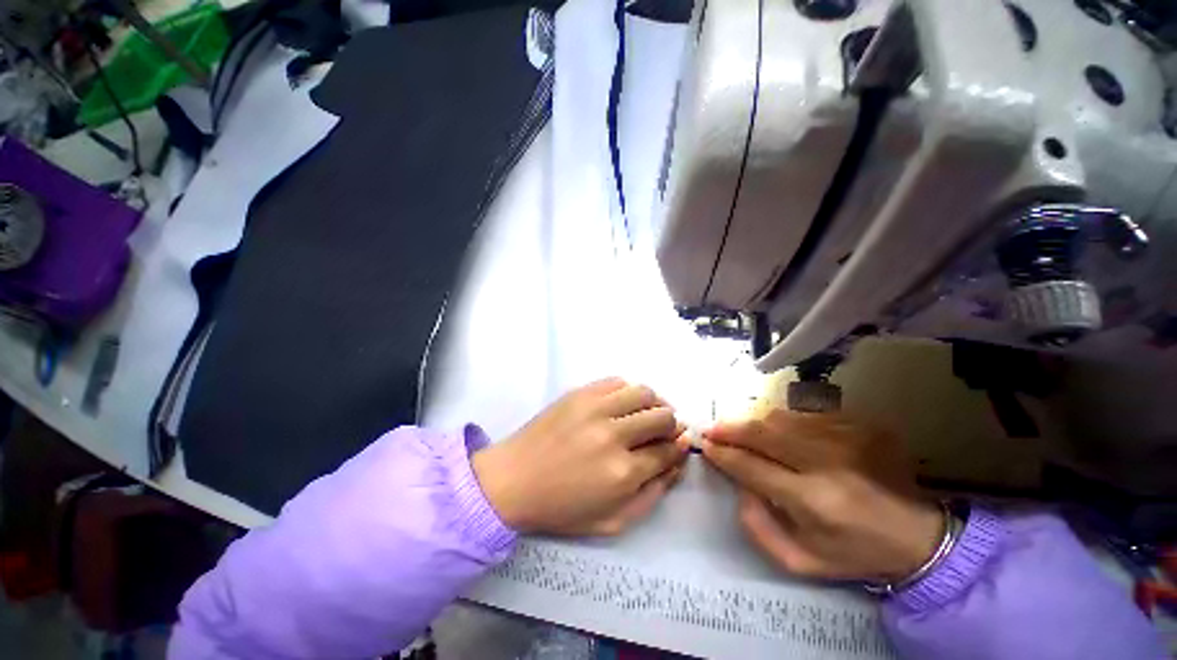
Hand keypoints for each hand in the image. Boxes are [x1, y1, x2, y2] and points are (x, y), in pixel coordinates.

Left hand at [472, 378, 689, 535]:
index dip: (679, 445)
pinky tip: (625, 402)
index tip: (680, 442)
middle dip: (671, 424)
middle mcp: (613, 435)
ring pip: (643, 392)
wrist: (513, 480)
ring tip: (648, 412)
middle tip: (664, 430)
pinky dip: (629, 390)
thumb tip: (676, 462)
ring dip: (654, 403)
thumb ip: (651, 494)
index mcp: (622, 472)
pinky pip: (617, 381)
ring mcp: (595, 408)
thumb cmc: (561, 507)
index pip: (668, 450)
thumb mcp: (612, 520)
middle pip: (661, 417)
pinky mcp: (580, 393)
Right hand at [701, 410, 942, 581]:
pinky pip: (804, 415)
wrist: (919, 536)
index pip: (751, 465)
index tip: (704, 445)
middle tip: (712, 429)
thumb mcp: (800, 561)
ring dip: (754, 425)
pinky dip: (783, 423)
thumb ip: (757, 527)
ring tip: (743, 432)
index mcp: (813, 501)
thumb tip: (738, 484)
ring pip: (780, 418)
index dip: (723, 453)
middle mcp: (826, 462)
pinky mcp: (859, 425)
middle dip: (730, 429)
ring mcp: (845, 438)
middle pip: (762, 432)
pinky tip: (781, 435)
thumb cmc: (854, 553)